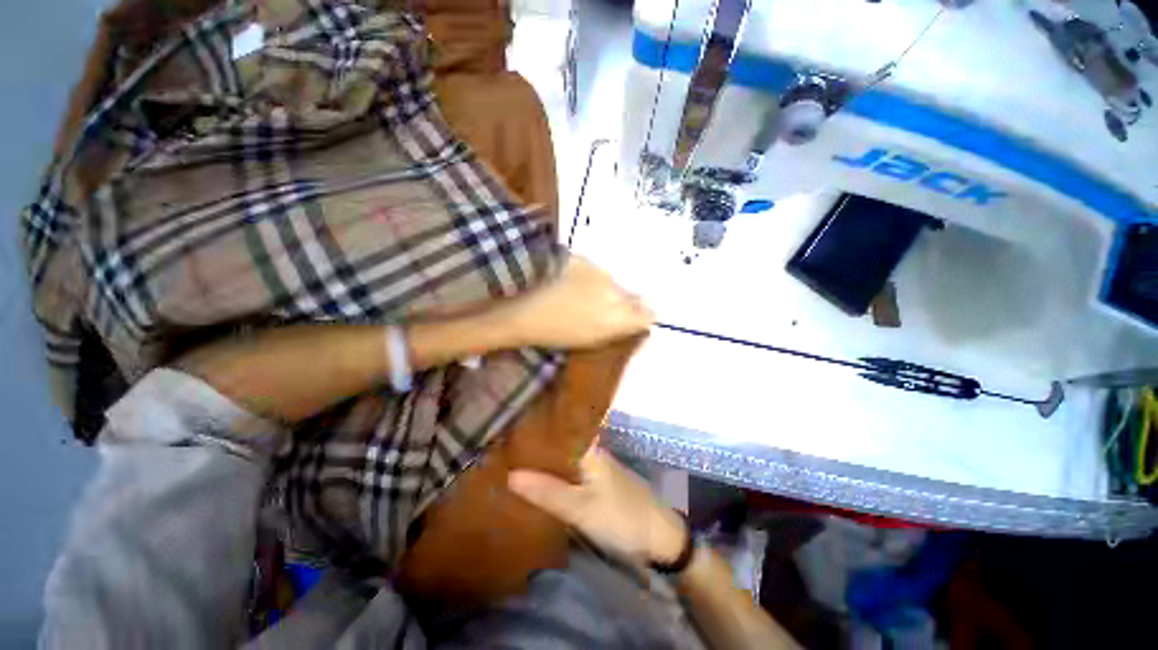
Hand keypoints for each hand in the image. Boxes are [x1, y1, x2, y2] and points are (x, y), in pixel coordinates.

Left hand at [498, 257, 653, 349]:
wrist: (524, 308)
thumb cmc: (556, 334)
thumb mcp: (592, 340)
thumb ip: (619, 329)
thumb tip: (636, 321)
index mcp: (618, 317)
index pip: (647, 314)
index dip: (643, 316)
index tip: (636, 318)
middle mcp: (616, 292)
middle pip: (632, 296)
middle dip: (625, 302)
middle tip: (605, 308)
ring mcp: (600, 273)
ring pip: (614, 281)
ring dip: (606, 288)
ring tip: (584, 295)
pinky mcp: (584, 259)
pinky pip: (596, 269)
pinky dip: (590, 276)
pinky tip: (573, 282)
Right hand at [508, 444, 686, 563]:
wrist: (660, 536)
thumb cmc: (621, 516)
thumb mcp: (581, 508)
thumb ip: (547, 492)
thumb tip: (510, 475)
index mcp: (587, 448)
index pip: (556, 430)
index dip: (533, 431)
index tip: (508, 432)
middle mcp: (591, 452)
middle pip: (558, 445)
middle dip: (534, 449)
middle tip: (503, 451)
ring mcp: (596, 467)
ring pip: (564, 460)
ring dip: (544, 463)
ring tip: (513, 464)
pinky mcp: (599, 483)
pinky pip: (571, 474)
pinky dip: (556, 477)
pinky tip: (540, 483)